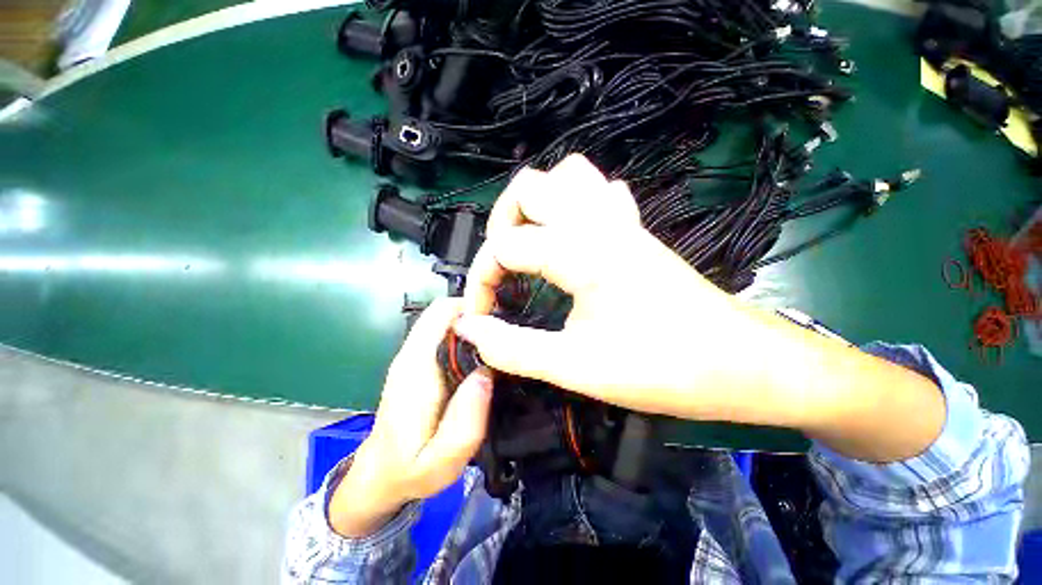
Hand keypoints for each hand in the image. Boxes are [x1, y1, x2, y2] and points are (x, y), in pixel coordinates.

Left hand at [328, 299, 491, 536]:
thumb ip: (466, 422)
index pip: (442, 313)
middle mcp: (413, 353)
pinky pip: (446, 336)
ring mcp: (415, 356)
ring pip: (447, 321)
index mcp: (417, 367)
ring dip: (474, 325)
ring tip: (500, 344)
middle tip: (506, 334)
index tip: (502, 322)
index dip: (474, 308)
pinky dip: (467, 337)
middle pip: (446, 311)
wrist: (380, 473)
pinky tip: (485, 356)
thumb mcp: (442, 462)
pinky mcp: (420, 362)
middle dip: (478, 314)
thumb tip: (486, 374)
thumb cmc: (411, 470)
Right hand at [455, 154, 943, 461]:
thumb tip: (469, 328)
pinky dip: (575, 205)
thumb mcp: (576, 367)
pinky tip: (572, 236)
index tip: (481, 317)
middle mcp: (599, 222)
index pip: (504, 246)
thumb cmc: (663, 368)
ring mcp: (622, 221)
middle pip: (530, 186)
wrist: (742, 364)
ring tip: (530, 245)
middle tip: (502, 268)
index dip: (481, 280)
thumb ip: (514, 348)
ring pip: (567, 177)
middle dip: (501, 224)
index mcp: (581, 251)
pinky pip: (601, 194)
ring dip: (537, 206)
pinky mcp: (636, 231)